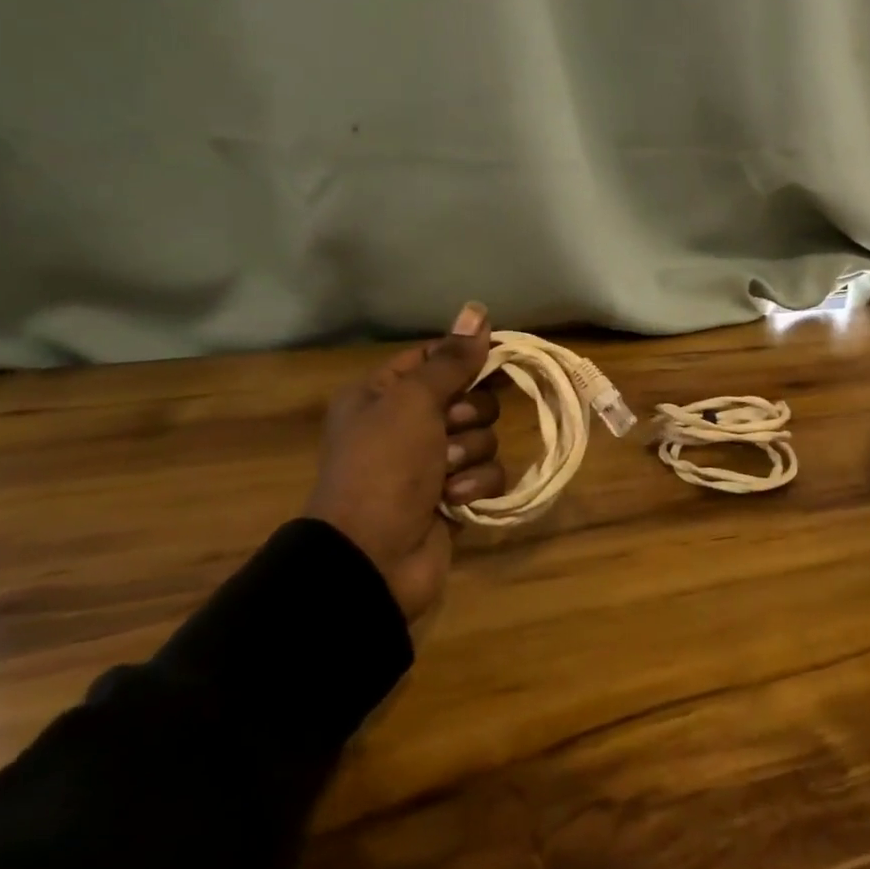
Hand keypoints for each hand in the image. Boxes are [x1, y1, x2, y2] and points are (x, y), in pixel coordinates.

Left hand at [303, 303, 504, 621]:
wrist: (370, 558)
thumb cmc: (384, 468)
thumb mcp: (413, 402)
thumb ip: (452, 360)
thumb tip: (477, 309)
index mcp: (383, 395)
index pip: (435, 358)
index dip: (466, 357)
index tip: (499, 356)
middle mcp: (406, 424)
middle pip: (468, 397)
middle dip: (469, 415)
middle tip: (448, 430)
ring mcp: (430, 463)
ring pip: (483, 436)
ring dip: (470, 454)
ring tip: (445, 474)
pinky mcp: (453, 497)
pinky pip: (486, 474)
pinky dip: (475, 486)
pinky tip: (453, 501)